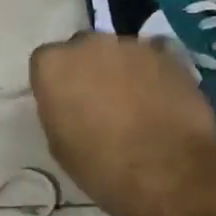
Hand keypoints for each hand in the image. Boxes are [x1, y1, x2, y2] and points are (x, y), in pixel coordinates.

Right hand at [29, 32, 215, 215]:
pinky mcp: (169, 54)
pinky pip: (155, 57)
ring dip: (123, 69)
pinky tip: (163, 97)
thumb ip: (59, 109)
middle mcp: (88, 43)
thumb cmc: (102, 165)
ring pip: (120, 52)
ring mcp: (131, 45)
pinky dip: (155, 72)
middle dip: (89, 68)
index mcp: (52, 64)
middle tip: (100, 100)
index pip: (46, 62)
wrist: (169, 172)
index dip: (57, 83)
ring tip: (137, 102)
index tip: (66, 103)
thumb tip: (70, 103)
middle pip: (83, 49)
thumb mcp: (59, 144)